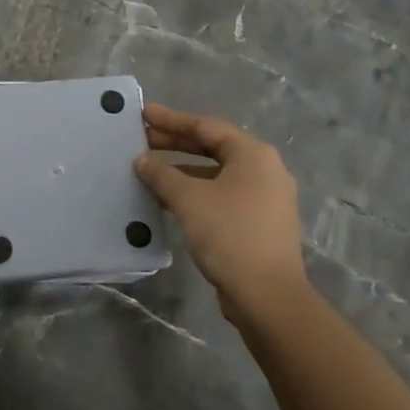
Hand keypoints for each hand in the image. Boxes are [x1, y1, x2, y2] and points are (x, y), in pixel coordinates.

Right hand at [133, 103, 310, 319]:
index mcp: (253, 154)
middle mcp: (264, 170)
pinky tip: (170, 200)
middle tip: (143, 138)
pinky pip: (222, 195)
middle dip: (176, 143)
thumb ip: (162, 174)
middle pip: (213, 147)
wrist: (267, 295)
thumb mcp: (188, 199)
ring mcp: (266, 198)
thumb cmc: (229, 233)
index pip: (206, 126)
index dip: (172, 120)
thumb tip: (142, 160)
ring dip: (183, 169)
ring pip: (217, 173)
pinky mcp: (260, 223)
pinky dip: (196, 191)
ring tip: (151, 170)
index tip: (144, 114)